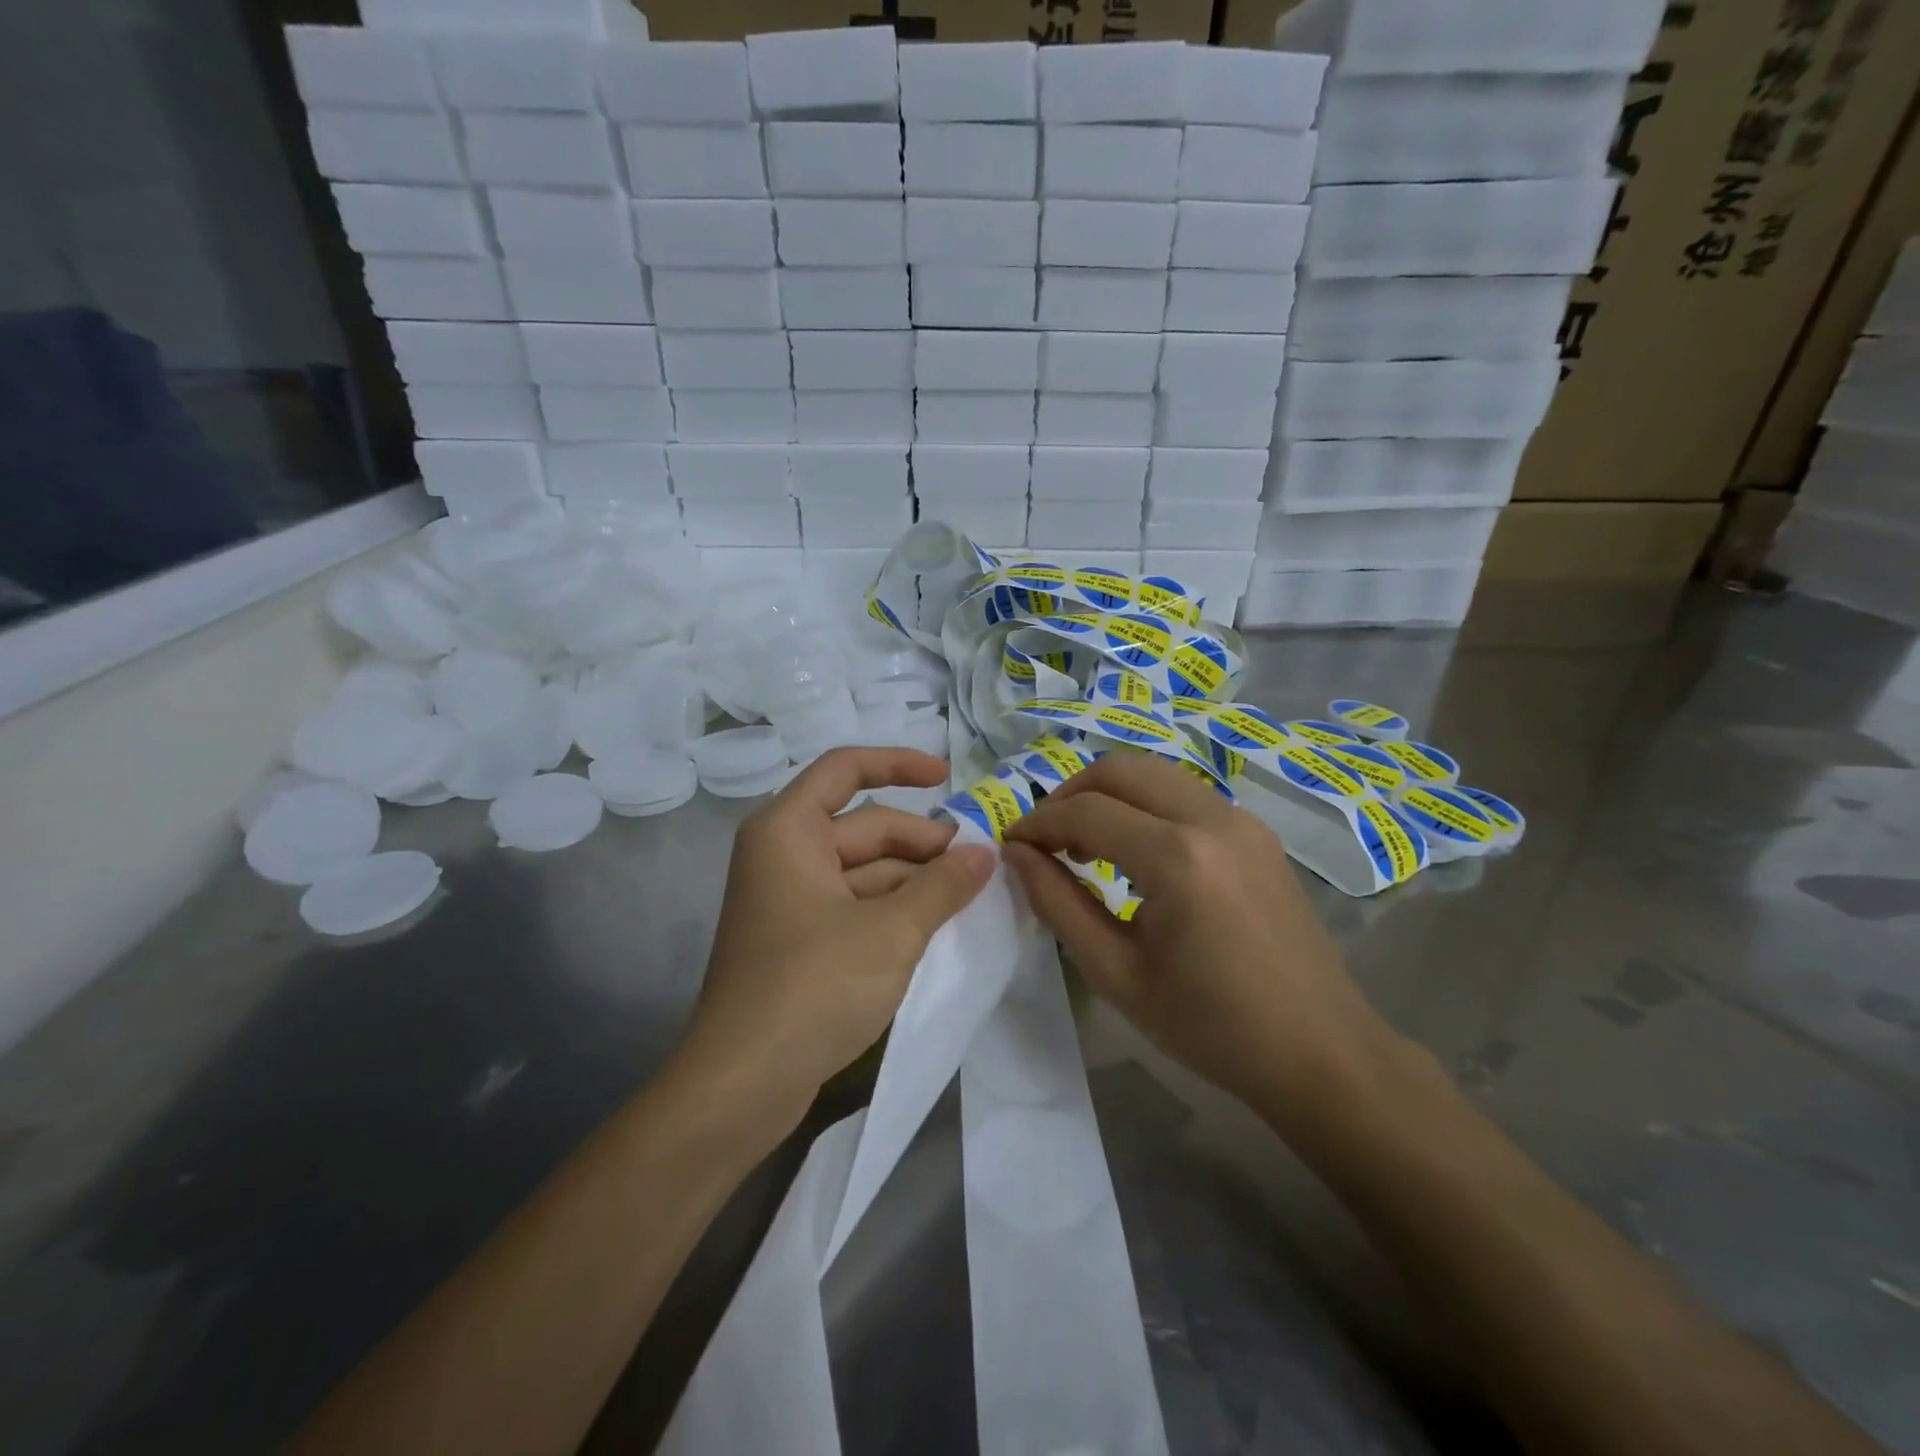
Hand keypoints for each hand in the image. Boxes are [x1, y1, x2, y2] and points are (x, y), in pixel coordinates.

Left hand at [680, 747, 995, 1128]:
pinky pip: (855, 905)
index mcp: (788, 830)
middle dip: (921, 841)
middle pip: (863, 826)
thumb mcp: (891, 931)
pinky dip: (894, 908)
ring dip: (914, 879)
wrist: (742, 1085)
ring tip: (969, 895)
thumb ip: (942, 886)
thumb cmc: (813, 986)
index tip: (949, 779)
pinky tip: (937, 924)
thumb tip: (985, 854)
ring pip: (863, 870)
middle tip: (979, 864)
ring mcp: (790, 900)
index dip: (899, 765)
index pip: (845, 769)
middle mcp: (783, 854)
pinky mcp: (799, 941)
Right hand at [1002, 751, 1398, 1122]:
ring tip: (1085, 846)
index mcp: (1178, 858)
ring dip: (1108, 796)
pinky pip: (1184, 794)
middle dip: (1069, 795)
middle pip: (1119, 769)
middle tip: (1045, 840)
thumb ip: (1058, 903)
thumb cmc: (1211, 1026)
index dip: (1038, 823)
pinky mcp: (1257, 831)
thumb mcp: (1116, 974)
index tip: (1010, 845)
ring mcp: (1241, 819)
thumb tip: (1017, 854)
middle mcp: (1212, 819)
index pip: (1085, 812)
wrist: (1320, 1051)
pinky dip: (1144, 806)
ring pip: (1153, 773)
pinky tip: (1135, 853)